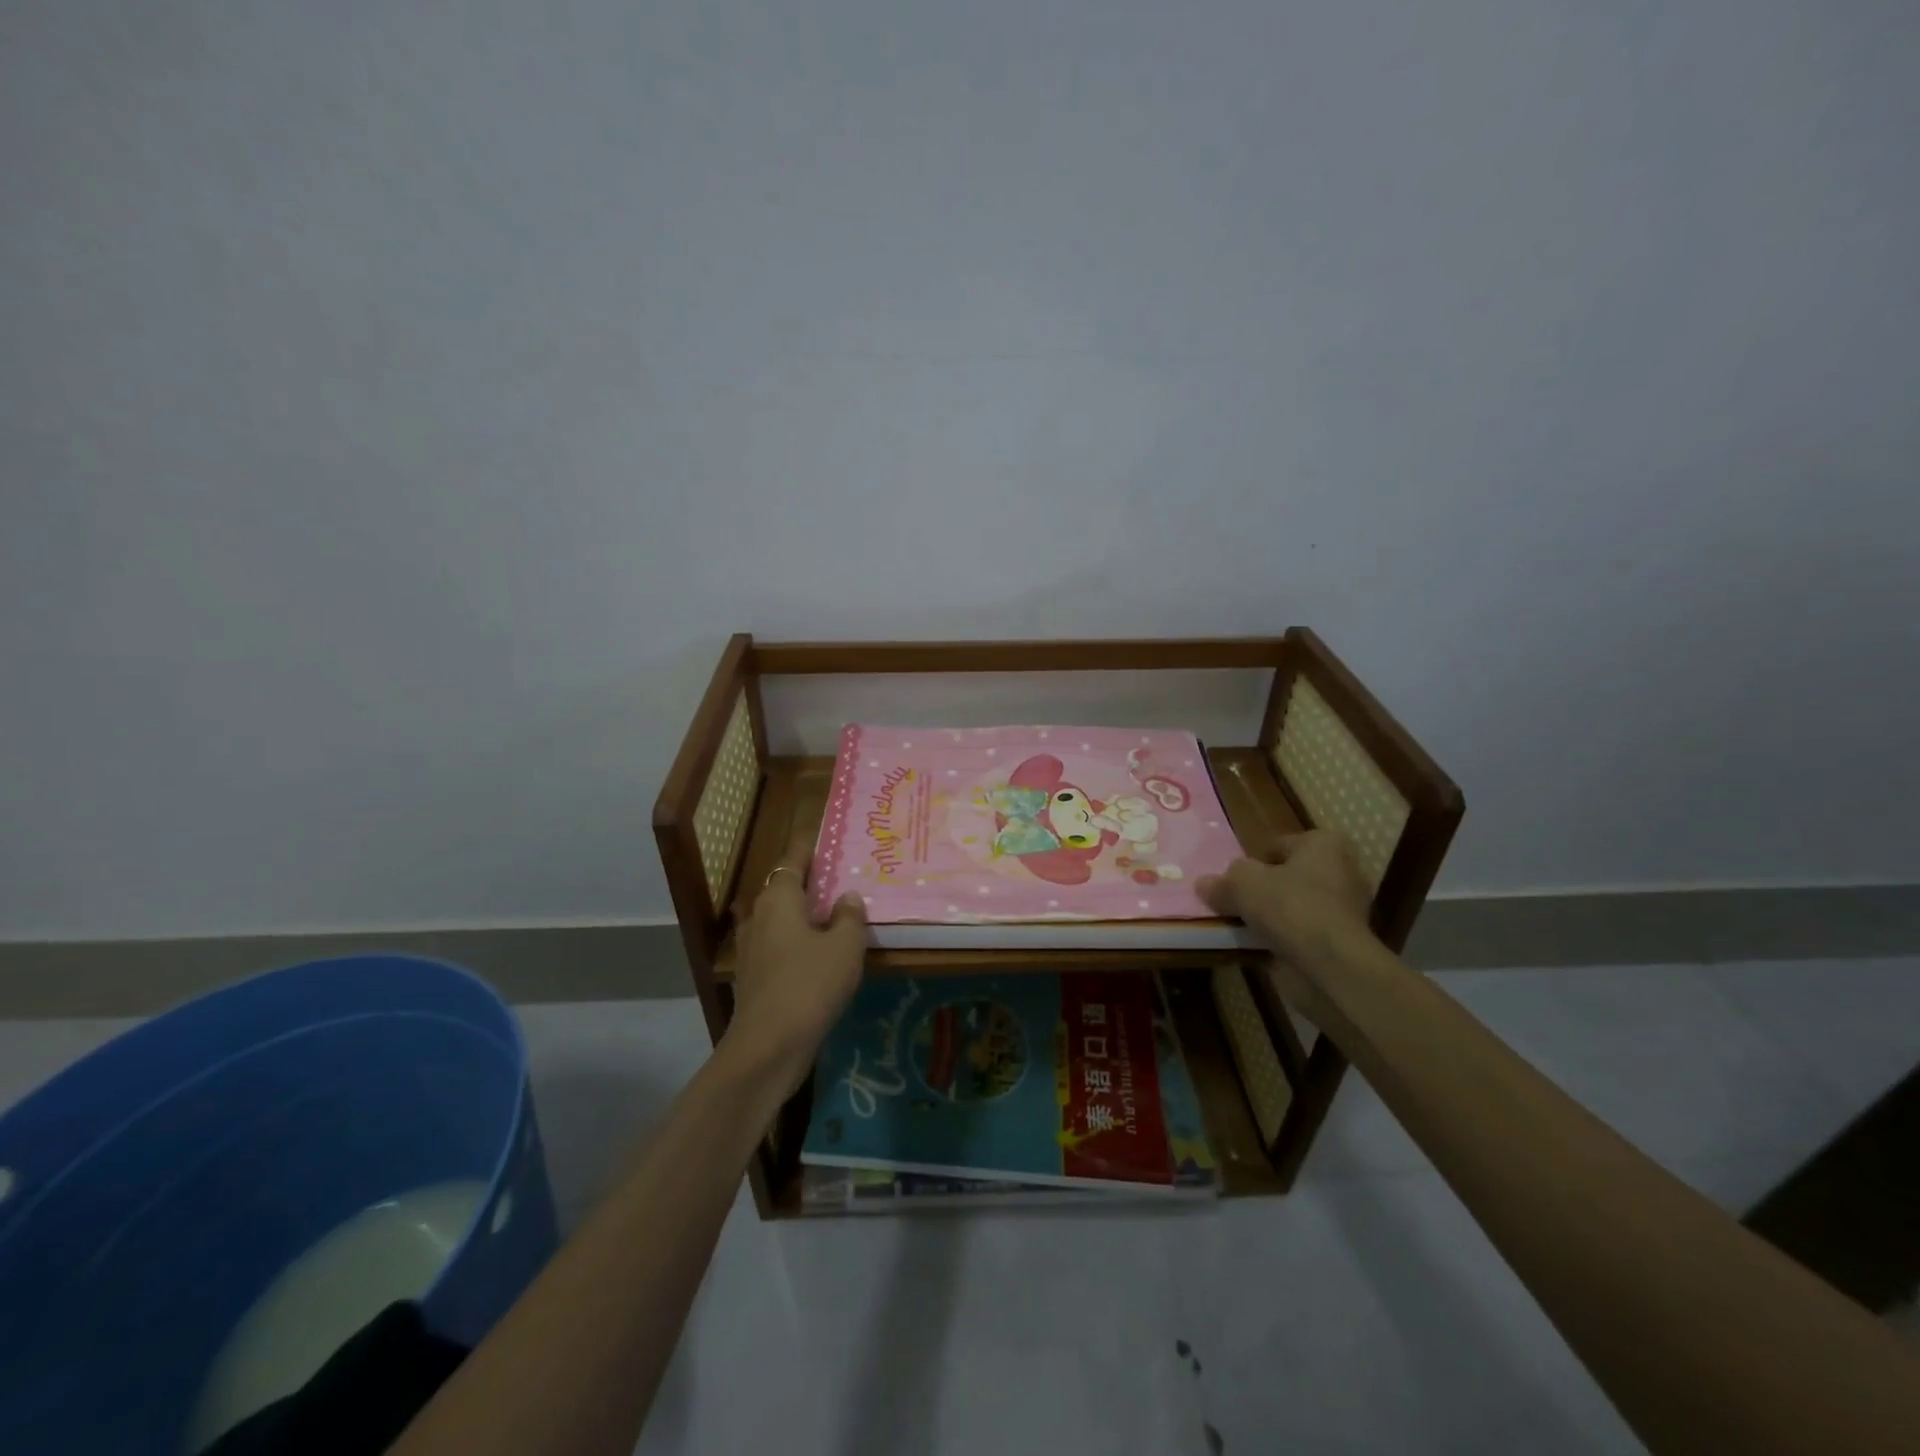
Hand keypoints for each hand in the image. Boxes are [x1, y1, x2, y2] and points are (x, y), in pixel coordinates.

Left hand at [723, 836, 866, 1093]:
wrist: (768, 1047)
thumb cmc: (809, 985)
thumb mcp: (844, 947)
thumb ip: (849, 916)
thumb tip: (847, 897)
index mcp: (778, 899)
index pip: (792, 860)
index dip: (808, 847)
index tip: (825, 838)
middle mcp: (759, 916)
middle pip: (784, 888)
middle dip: (809, 882)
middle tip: (840, 878)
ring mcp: (752, 948)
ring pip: (781, 919)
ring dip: (804, 914)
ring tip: (835, 915)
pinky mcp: (755, 977)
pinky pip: (779, 945)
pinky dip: (798, 941)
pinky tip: (820, 954)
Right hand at [1197, 829, 1375, 1025]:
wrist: (1329, 965)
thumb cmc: (1289, 906)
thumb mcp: (1241, 883)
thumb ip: (1222, 881)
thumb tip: (1205, 884)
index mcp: (1324, 845)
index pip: (1279, 845)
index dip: (1253, 861)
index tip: (1234, 880)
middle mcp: (1341, 872)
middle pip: (1287, 877)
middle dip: (1263, 890)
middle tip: (1233, 901)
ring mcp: (1344, 911)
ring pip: (1292, 908)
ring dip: (1269, 917)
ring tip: (1237, 926)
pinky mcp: (1340, 943)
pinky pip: (1299, 935)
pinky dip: (1279, 940)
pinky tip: (1253, 947)